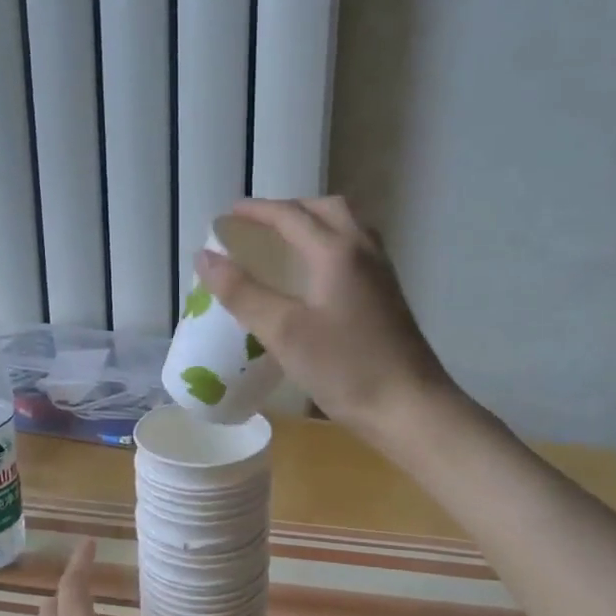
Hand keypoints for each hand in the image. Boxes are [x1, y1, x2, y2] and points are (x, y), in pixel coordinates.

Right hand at [195, 196, 456, 442]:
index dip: (257, 211)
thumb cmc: (346, 368)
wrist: (410, 407)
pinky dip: (330, 244)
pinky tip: (317, 276)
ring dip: (314, 223)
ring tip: (286, 243)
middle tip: (259, 226)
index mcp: (336, 251)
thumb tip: (205, 257)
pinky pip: (356, 250)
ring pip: (347, 227)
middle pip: (326, 209)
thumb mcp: (284, 332)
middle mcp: (363, 250)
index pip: (290, 215)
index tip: (228, 215)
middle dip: (289, 209)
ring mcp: (381, 273)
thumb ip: (242, 292)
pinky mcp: (388, 296)